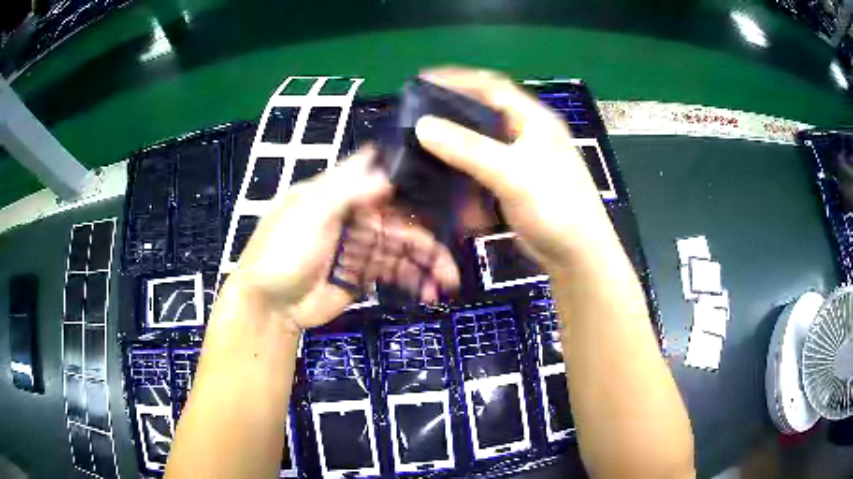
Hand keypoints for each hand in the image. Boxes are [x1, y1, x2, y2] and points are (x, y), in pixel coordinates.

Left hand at [221, 147, 458, 333]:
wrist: (271, 305)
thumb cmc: (283, 250)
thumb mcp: (309, 212)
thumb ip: (346, 190)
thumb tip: (388, 174)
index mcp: (339, 192)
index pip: (379, 175)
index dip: (410, 176)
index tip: (445, 182)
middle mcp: (354, 214)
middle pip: (400, 216)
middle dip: (428, 234)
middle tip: (452, 253)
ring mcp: (361, 246)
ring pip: (403, 247)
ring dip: (428, 262)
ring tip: (449, 281)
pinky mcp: (364, 274)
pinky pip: (396, 272)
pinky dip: (415, 281)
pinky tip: (431, 293)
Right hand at [415, 67, 615, 271]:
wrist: (578, 256)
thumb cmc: (555, 208)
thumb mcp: (512, 174)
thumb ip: (468, 148)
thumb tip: (422, 125)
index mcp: (534, 119)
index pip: (492, 86)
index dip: (457, 79)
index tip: (421, 79)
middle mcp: (527, 134)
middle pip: (483, 113)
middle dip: (451, 114)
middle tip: (416, 117)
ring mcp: (521, 161)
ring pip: (480, 144)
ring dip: (455, 149)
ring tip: (423, 150)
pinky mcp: (515, 184)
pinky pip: (482, 171)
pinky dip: (464, 176)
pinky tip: (447, 183)